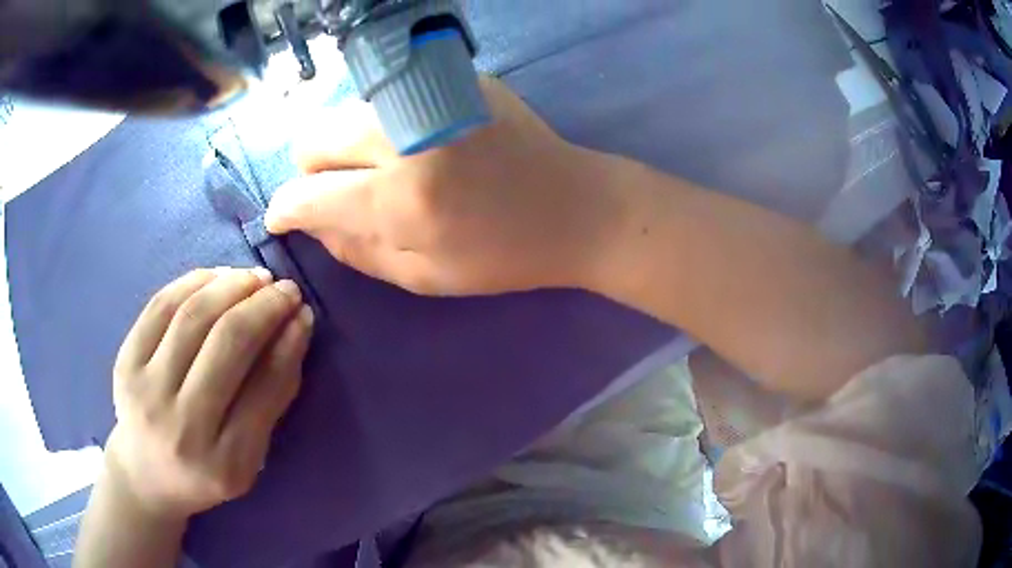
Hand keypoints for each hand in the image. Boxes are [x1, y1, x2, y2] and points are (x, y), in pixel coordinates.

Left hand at [105, 268, 313, 520]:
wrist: (146, 476)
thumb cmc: (204, 471)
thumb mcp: (248, 460)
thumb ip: (270, 401)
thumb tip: (293, 331)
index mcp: (225, 464)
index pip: (264, 391)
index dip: (288, 344)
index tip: (305, 314)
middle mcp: (182, 427)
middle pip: (226, 344)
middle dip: (263, 306)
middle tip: (285, 289)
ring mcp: (147, 391)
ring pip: (192, 316)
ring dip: (231, 286)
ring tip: (255, 277)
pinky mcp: (125, 362)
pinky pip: (161, 306)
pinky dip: (194, 281)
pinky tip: (218, 275)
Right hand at [265, 77, 624, 295]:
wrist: (576, 207)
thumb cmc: (504, 255)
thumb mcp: (424, 276)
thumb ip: (356, 251)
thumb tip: (309, 224)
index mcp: (400, 198)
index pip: (307, 193)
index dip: (285, 207)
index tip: (282, 215)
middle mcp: (407, 135)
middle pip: (315, 137)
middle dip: (313, 169)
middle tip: (340, 189)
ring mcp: (433, 97)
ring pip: (348, 111)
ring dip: (348, 142)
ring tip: (383, 166)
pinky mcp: (457, 78)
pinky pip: (389, 97)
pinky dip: (384, 122)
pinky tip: (417, 142)